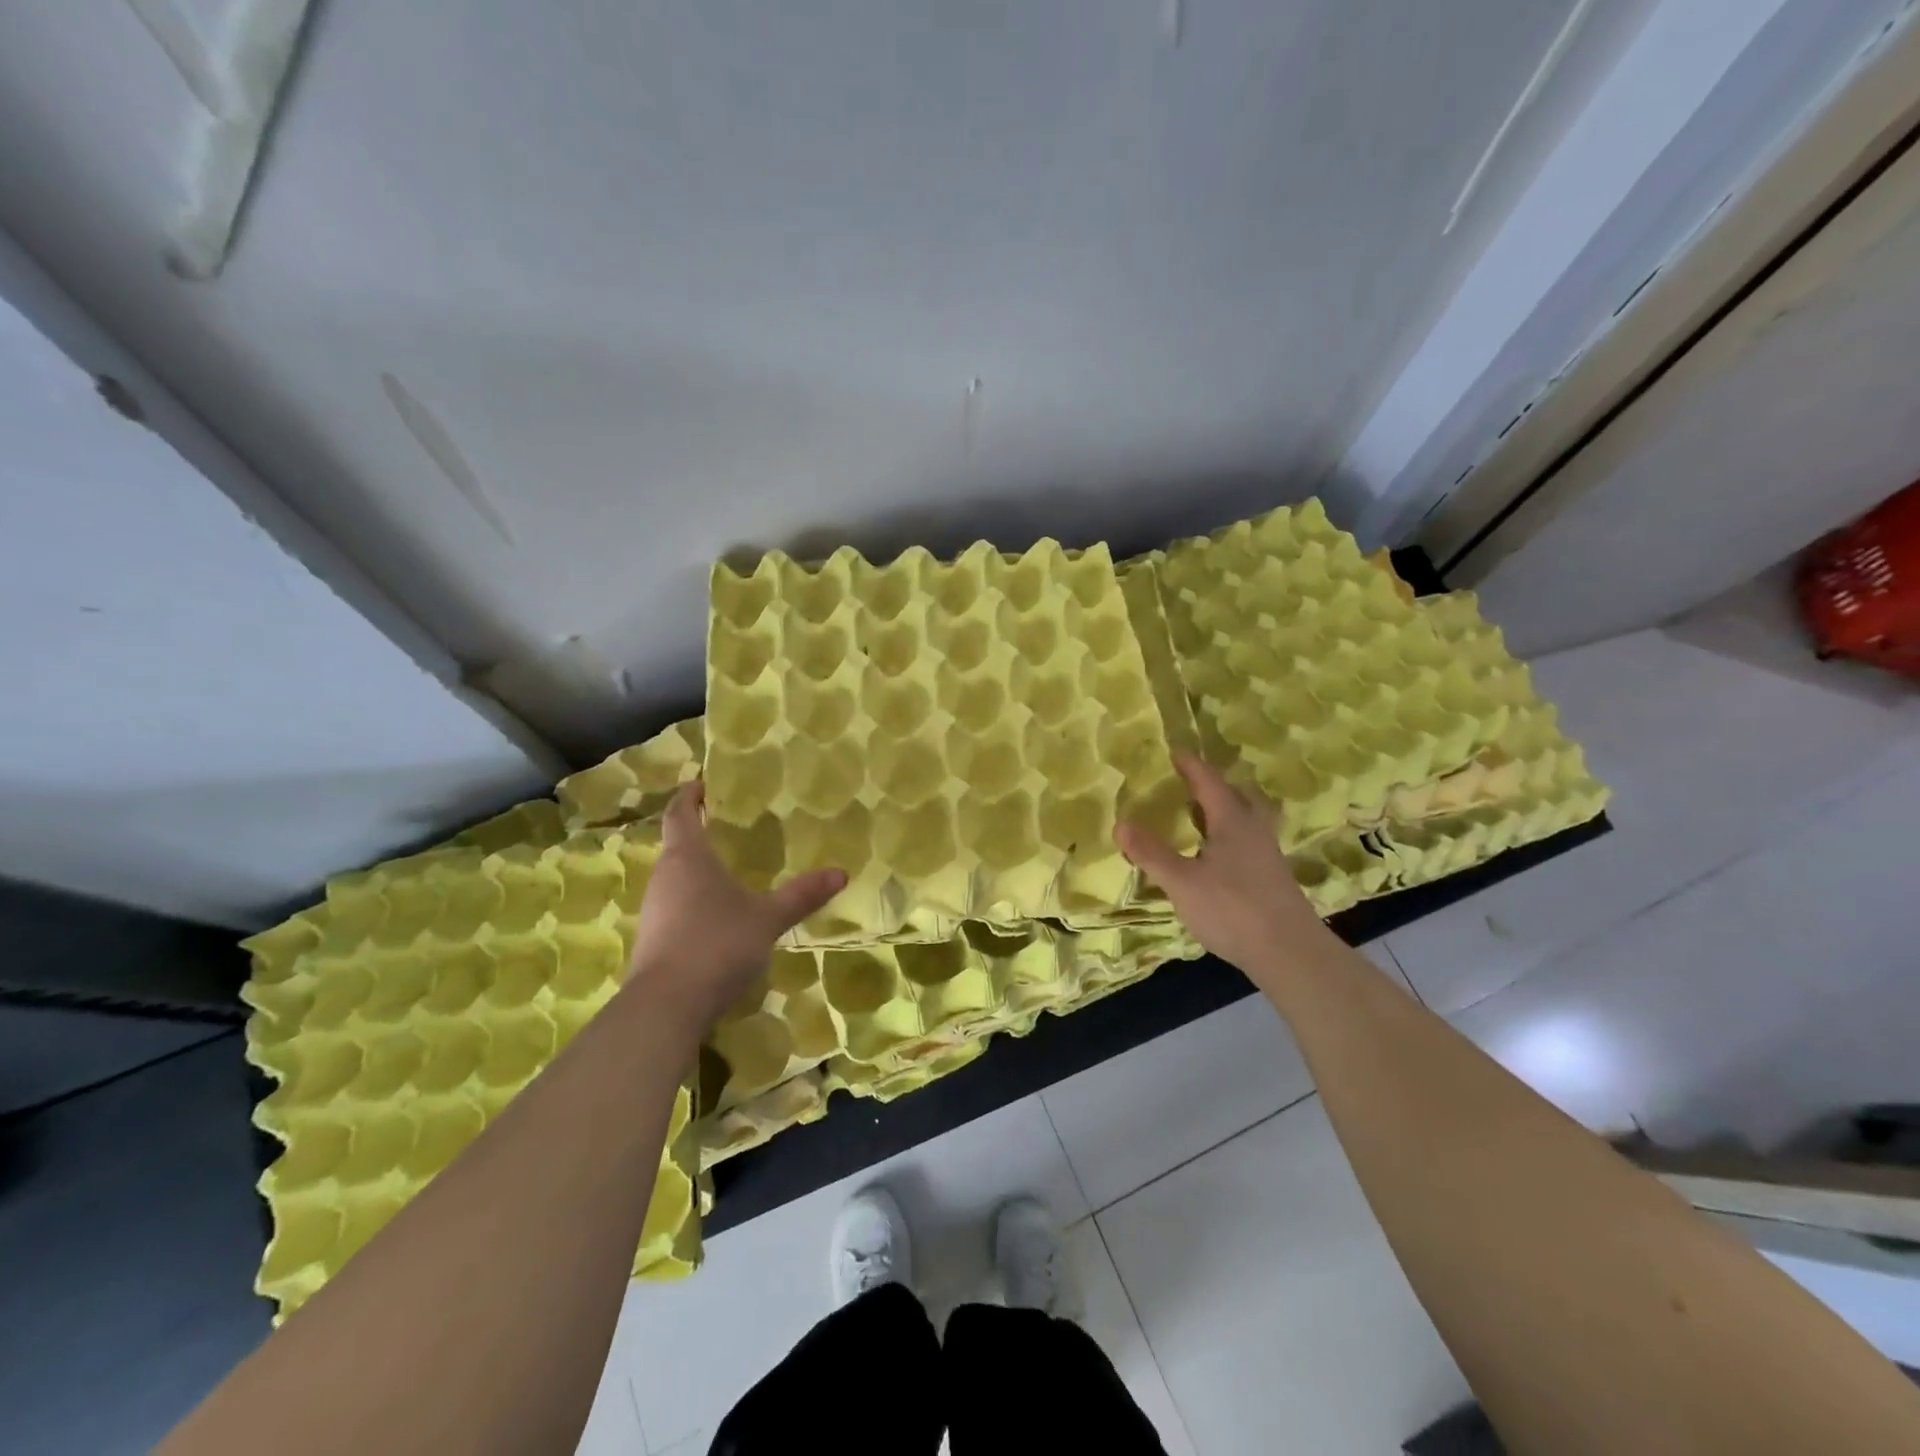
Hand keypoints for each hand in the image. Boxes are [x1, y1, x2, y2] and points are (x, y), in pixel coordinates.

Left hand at [625, 782, 845, 1036]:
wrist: (666, 1007)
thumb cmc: (718, 944)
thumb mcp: (768, 918)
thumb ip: (802, 895)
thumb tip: (841, 872)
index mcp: (688, 857)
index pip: (680, 813)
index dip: (689, 795)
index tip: (702, 783)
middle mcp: (664, 877)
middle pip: (676, 845)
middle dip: (698, 833)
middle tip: (728, 827)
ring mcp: (654, 910)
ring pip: (675, 878)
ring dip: (696, 870)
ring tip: (728, 871)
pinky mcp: (652, 940)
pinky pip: (674, 907)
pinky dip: (693, 902)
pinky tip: (717, 918)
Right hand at [1114, 753, 1331, 976]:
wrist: (1289, 953)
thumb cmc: (1232, 909)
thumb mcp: (1182, 882)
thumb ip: (1151, 853)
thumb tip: (1120, 823)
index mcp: (1232, 822)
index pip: (1209, 783)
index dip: (1191, 766)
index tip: (1176, 750)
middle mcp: (1254, 831)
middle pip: (1237, 796)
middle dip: (1214, 785)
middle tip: (1192, 782)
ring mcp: (1268, 855)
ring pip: (1248, 819)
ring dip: (1226, 809)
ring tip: (1203, 814)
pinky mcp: (1272, 878)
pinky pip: (1249, 841)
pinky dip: (1230, 835)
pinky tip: (1219, 855)